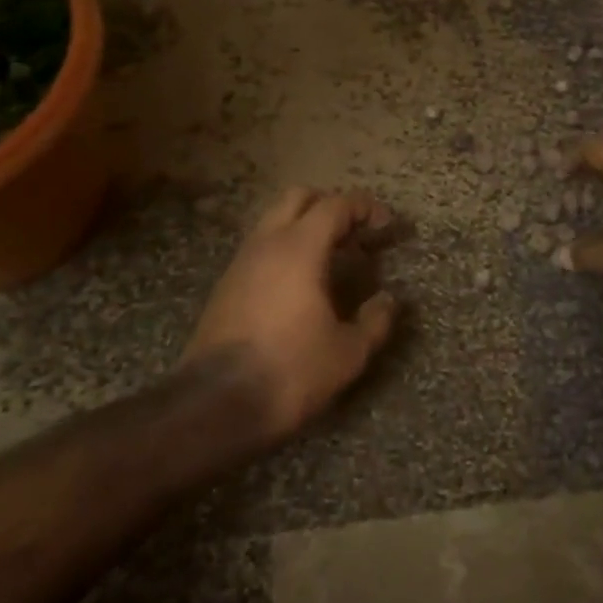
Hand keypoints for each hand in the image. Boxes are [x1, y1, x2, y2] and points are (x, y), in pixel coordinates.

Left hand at [183, 187, 399, 443]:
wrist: (214, 404)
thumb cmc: (290, 372)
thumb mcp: (348, 353)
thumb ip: (375, 320)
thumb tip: (388, 300)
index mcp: (300, 248)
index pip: (336, 206)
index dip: (365, 208)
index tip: (386, 225)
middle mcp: (267, 243)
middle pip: (299, 197)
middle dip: (331, 206)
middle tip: (355, 234)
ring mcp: (241, 261)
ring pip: (275, 220)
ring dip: (305, 226)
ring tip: (331, 259)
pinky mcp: (225, 284)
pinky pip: (261, 246)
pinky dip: (285, 248)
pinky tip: (300, 284)